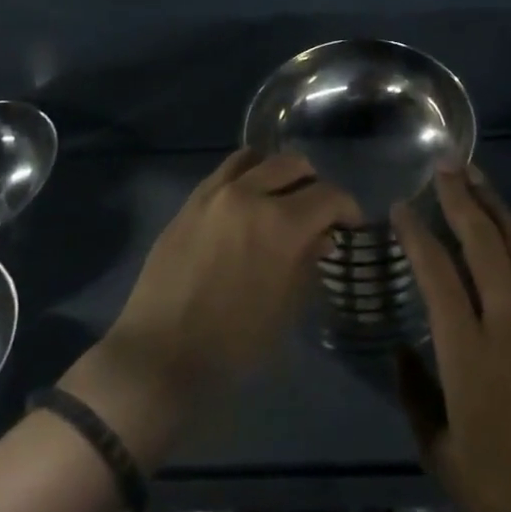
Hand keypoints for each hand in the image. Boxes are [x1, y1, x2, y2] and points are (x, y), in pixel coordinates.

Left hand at [61, 150, 360, 466]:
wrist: (161, 354)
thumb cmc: (233, 343)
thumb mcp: (285, 308)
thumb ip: (307, 263)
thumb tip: (320, 236)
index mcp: (280, 224)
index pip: (328, 195)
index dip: (346, 207)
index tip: (349, 223)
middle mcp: (249, 194)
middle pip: (294, 164)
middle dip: (314, 184)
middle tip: (316, 211)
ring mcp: (215, 193)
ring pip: (257, 158)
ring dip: (277, 173)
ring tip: (279, 198)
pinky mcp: (190, 201)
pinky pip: (225, 171)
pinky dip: (245, 176)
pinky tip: (246, 203)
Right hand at [391, 166, 510, 511]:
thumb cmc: (508, 486)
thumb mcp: (442, 456)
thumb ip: (416, 397)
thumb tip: (400, 353)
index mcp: (468, 349)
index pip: (437, 273)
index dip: (417, 234)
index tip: (402, 206)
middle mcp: (506, 320)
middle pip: (481, 242)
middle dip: (460, 197)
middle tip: (444, 163)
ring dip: (493, 205)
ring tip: (476, 175)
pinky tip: (509, 227)